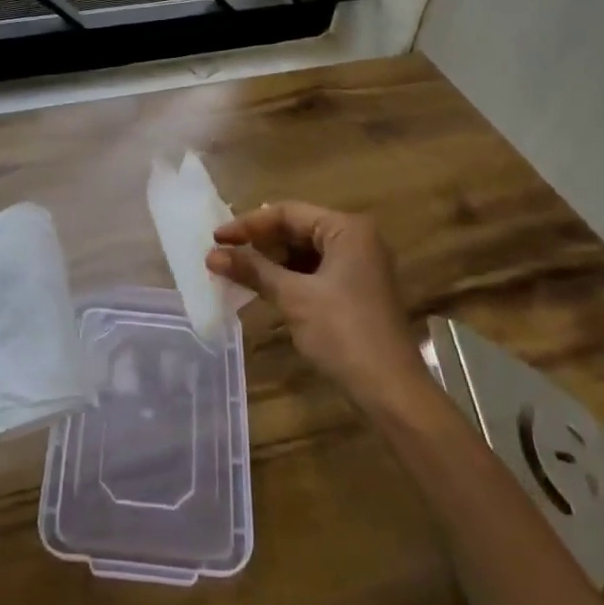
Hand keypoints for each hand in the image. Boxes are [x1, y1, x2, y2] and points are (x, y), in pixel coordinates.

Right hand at [207, 202, 426, 408]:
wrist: (391, 392)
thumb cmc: (343, 333)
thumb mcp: (293, 297)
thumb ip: (253, 270)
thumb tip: (212, 255)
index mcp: (347, 229)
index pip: (288, 213)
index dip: (249, 224)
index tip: (216, 239)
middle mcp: (356, 239)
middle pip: (296, 229)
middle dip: (259, 243)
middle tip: (223, 255)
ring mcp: (358, 266)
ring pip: (303, 253)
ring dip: (270, 262)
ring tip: (236, 272)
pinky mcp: (355, 291)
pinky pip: (313, 273)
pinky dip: (287, 279)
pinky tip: (262, 289)